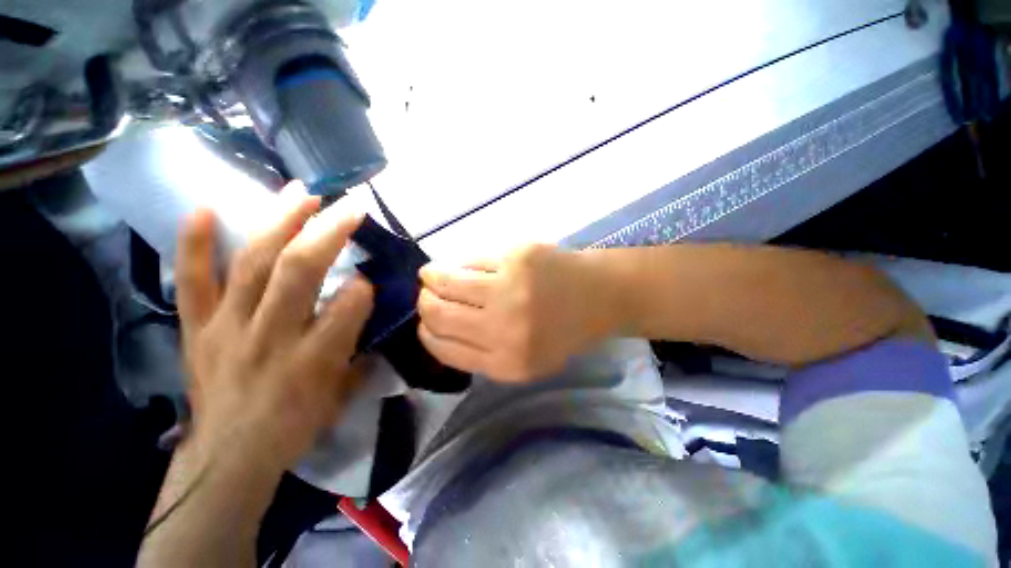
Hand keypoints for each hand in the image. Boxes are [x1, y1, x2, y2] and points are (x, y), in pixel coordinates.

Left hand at [175, 197, 373, 474]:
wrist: (227, 457)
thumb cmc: (294, 426)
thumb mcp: (342, 394)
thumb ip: (361, 349)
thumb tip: (368, 311)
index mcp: (314, 359)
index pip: (348, 305)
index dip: (363, 286)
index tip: (369, 277)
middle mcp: (271, 335)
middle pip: (301, 271)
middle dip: (329, 232)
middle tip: (349, 205)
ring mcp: (227, 327)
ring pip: (254, 263)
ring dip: (280, 221)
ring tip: (301, 192)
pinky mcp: (197, 328)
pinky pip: (192, 280)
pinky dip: (194, 243)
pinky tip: (206, 208)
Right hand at [417, 244, 616, 381]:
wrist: (598, 297)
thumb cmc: (561, 331)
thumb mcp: (524, 361)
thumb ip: (481, 352)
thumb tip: (436, 327)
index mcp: (506, 363)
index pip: (442, 347)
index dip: (426, 332)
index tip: (425, 322)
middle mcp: (504, 329)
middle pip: (438, 313)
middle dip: (425, 302)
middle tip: (428, 295)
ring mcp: (511, 289)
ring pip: (446, 281)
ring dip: (432, 276)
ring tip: (432, 274)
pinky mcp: (517, 257)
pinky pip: (472, 261)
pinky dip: (461, 264)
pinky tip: (463, 266)